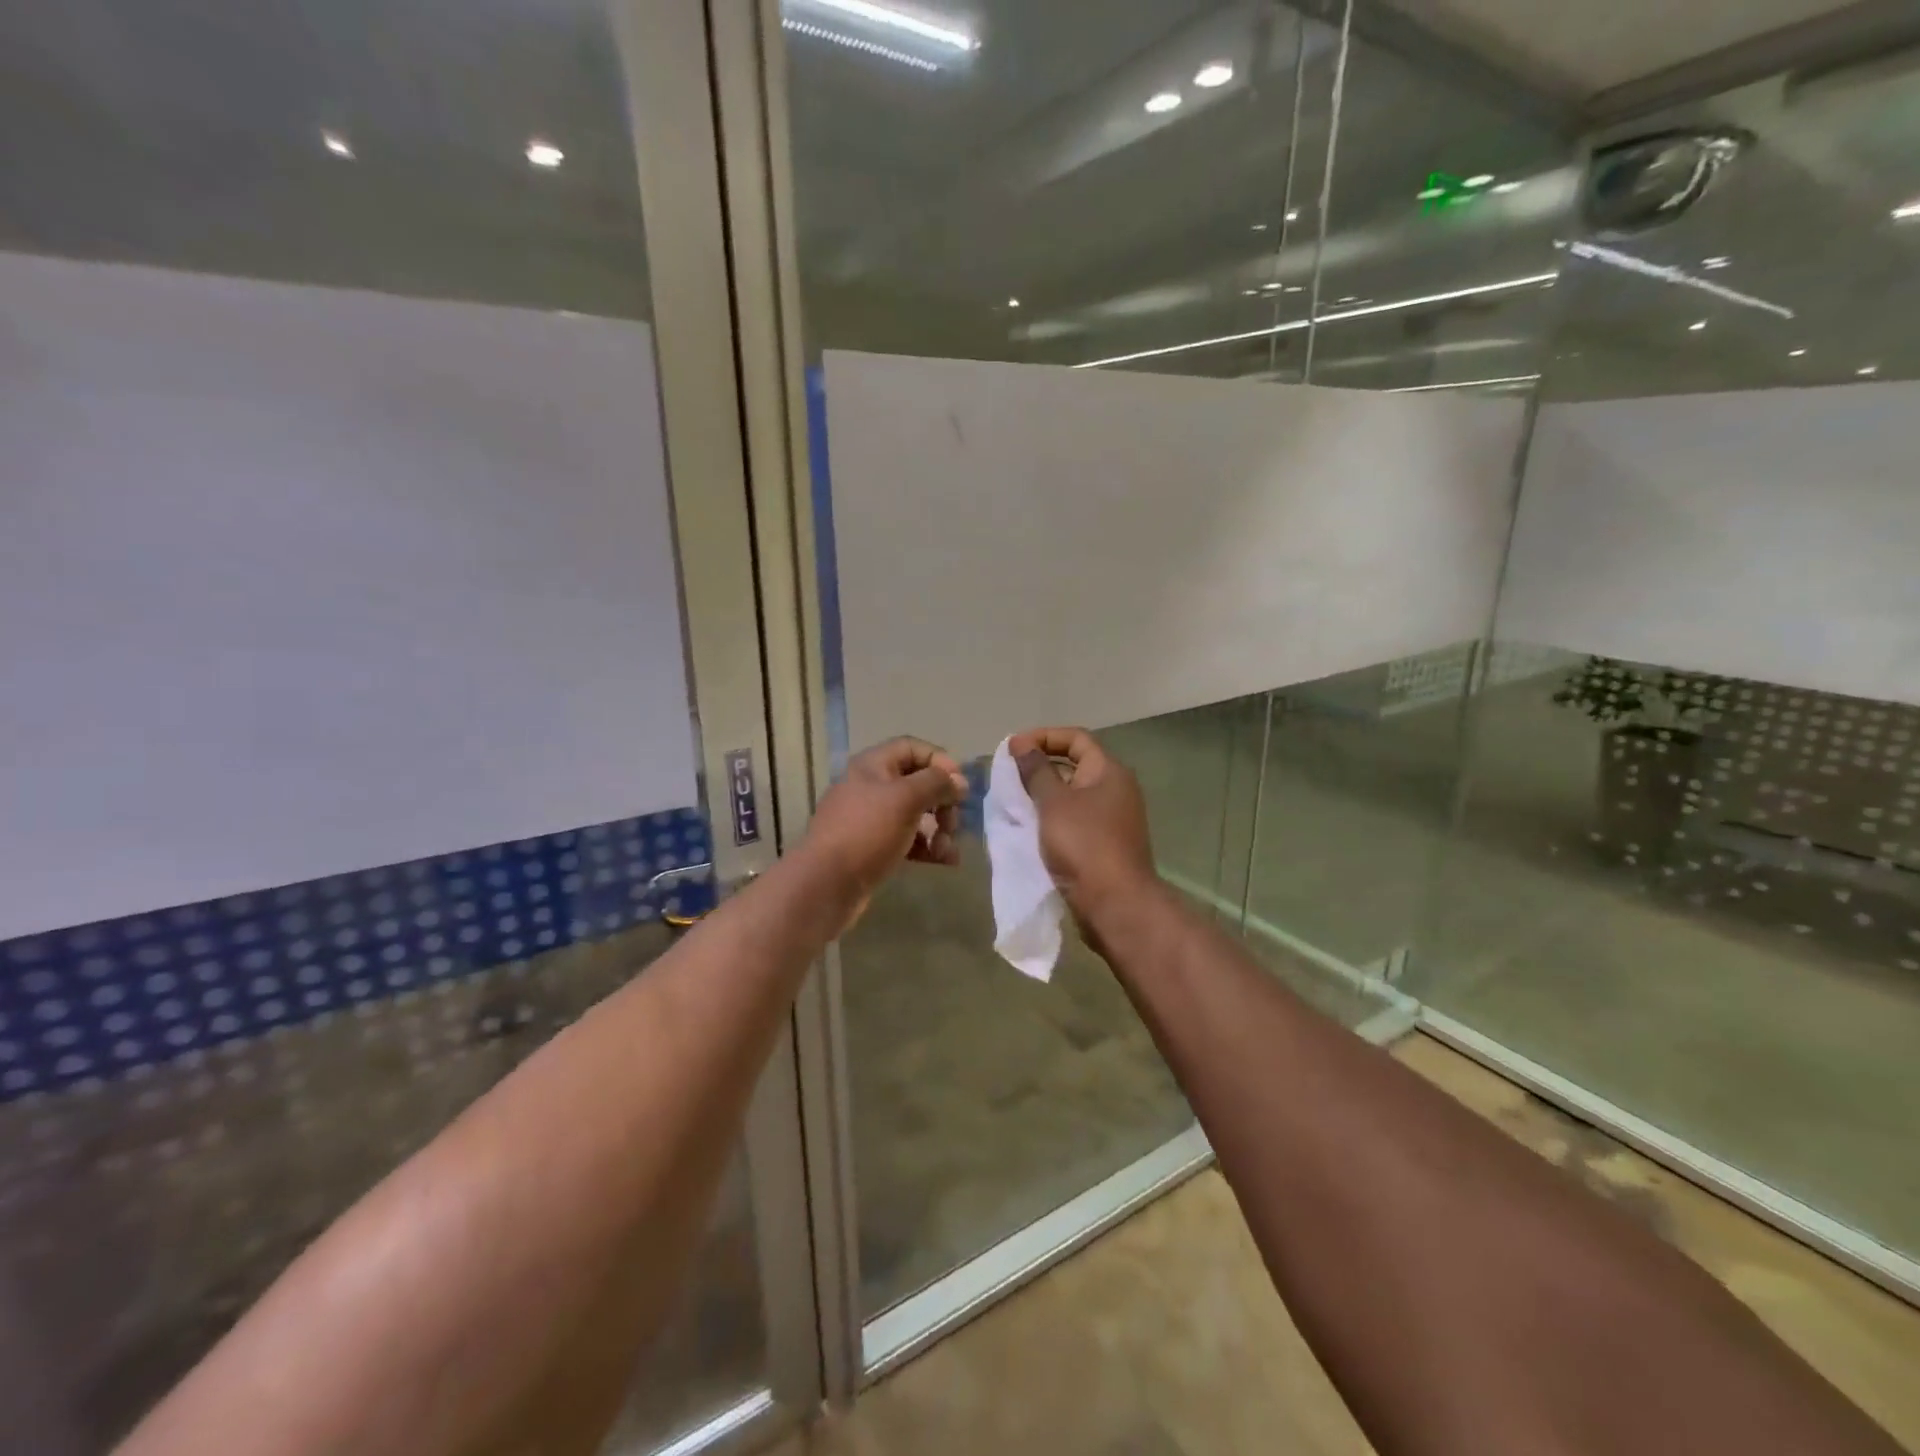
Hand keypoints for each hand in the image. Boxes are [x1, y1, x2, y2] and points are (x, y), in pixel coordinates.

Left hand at [801, 737, 966, 923]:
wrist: (825, 884)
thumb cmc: (867, 832)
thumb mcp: (906, 799)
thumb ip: (937, 783)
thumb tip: (959, 782)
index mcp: (872, 765)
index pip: (912, 748)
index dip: (939, 761)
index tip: (959, 786)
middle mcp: (870, 787)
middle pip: (917, 783)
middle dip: (942, 801)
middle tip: (953, 822)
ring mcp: (870, 819)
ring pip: (915, 814)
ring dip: (939, 829)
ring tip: (948, 850)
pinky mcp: (872, 847)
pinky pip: (907, 839)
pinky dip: (927, 847)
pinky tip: (944, 861)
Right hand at [1008, 727, 1157, 931]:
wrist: (1115, 903)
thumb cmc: (1084, 844)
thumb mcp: (1053, 802)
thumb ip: (1036, 771)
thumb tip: (1022, 744)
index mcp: (1109, 771)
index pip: (1076, 738)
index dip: (1043, 736)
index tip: (1012, 749)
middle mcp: (1116, 789)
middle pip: (1075, 764)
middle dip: (1040, 766)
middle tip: (1008, 774)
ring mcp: (1112, 818)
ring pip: (1072, 794)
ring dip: (1043, 793)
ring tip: (1012, 799)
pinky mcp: (1104, 843)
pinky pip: (1074, 819)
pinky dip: (1051, 817)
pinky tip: (1029, 826)